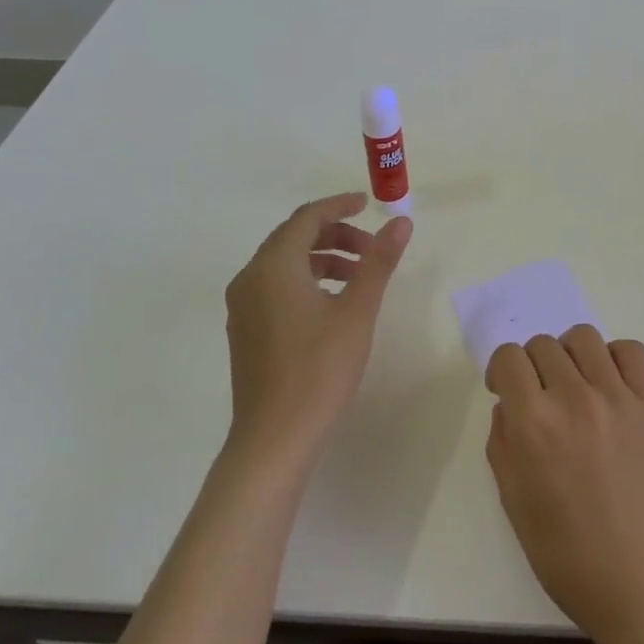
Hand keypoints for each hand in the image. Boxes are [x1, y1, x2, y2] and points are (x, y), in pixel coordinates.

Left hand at [224, 192, 411, 465]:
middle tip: (372, 250)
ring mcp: (242, 307)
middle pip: (293, 238)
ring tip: (359, 278)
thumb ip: (379, 262)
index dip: (339, 206)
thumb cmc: (319, 369)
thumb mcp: (358, 311)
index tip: (368, 204)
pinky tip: (332, 305)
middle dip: (335, 236)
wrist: (274, 438)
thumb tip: (401, 222)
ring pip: (284, 264)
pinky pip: (274, 287)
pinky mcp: (244, 331)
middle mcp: (250, 278)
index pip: (306, 218)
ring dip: (323, 260)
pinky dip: (305, 281)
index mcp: (273, 266)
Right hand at [485, 325, 643, 643]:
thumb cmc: (562, 548)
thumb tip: (509, 402)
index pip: (508, 357)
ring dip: (569, 355)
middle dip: (532, 365)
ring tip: (574, 383)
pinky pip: (630, 351)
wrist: (635, 575)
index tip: (506, 390)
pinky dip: (613, 357)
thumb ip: (502, 438)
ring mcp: (616, 398)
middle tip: (540, 396)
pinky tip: (608, 383)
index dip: (501, 371)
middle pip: (542, 344)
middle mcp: (573, 398)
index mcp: (532, 423)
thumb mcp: (511, 496)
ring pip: (583, 338)